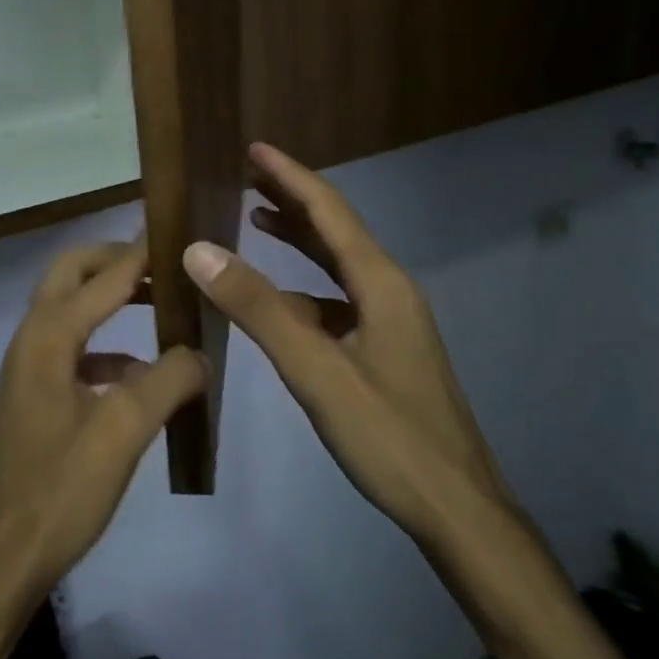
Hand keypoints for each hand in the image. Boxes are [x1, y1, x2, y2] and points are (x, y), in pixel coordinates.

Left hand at [0, 241, 205, 600]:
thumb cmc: (59, 491)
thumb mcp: (123, 434)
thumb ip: (167, 381)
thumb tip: (200, 351)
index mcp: (50, 336)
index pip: (105, 276)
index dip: (143, 252)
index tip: (181, 231)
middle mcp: (33, 339)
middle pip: (72, 273)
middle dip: (116, 261)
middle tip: (165, 263)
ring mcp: (30, 368)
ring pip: (71, 309)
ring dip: (111, 298)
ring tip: (163, 306)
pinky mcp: (35, 396)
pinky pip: (74, 349)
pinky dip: (107, 345)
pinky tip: (141, 373)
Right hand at [182, 143, 520, 554]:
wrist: (458, 510)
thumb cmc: (390, 437)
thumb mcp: (316, 370)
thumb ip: (258, 309)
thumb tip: (200, 249)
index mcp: (380, 283)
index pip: (329, 212)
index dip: (290, 177)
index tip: (254, 147)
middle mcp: (389, 290)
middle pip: (336, 230)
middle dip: (292, 199)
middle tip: (247, 175)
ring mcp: (390, 321)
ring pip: (337, 266)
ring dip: (299, 240)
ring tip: (257, 219)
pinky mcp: (385, 349)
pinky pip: (338, 301)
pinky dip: (304, 288)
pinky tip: (279, 301)